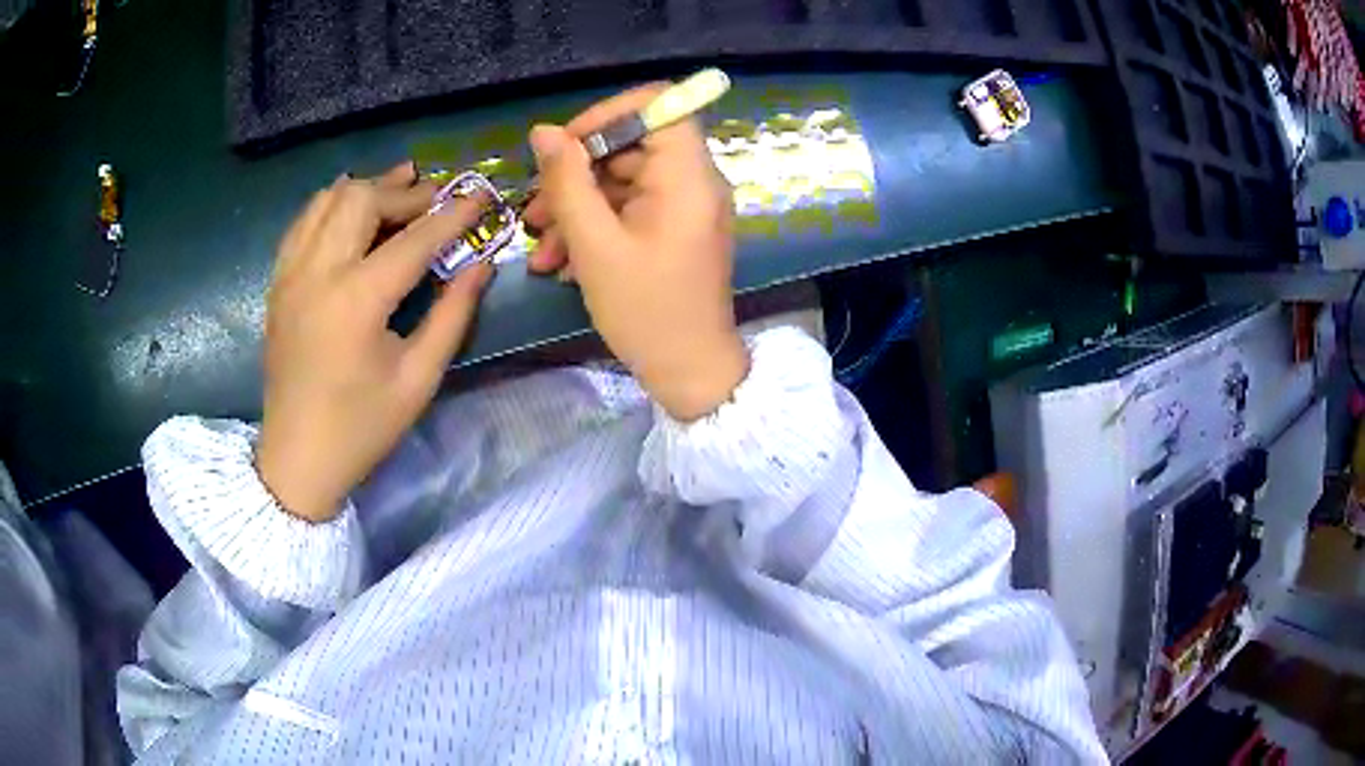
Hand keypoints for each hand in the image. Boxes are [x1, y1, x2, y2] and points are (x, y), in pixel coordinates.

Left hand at [255, 163, 492, 522]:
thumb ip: (452, 314)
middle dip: (405, 193)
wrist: (297, 458)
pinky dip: (331, 205)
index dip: (453, 213)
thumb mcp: (419, 378)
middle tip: (434, 200)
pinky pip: (304, 221)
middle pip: (363, 199)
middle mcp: (319, 272)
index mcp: (357, 300)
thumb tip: (481, 265)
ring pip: (328, 199)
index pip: (414, 238)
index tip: (481, 195)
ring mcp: (292, 273)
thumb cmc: (362, 427)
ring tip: (397, 191)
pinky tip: (351, 212)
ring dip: (367, 189)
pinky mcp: (278, 282)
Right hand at [522, 84, 747, 421]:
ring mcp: (683, 206)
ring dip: (576, 208)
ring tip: (540, 247)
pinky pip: (629, 209)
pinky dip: (595, 227)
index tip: (567, 146)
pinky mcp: (673, 229)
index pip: (660, 105)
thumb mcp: (595, 246)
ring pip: (622, 181)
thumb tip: (543, 131)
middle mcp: (693, 181)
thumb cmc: (646, 312)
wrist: (689, 373)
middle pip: (631, 146)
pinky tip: (561, 262)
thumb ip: (567, 182)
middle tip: (534, 213)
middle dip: (575, 175)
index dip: (609, 114)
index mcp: (688, 176)